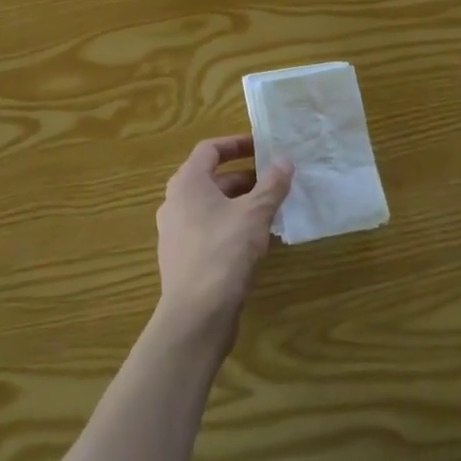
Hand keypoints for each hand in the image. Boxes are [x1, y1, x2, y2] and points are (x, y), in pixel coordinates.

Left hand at [154, 136, 292, 347]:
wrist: (195, 316)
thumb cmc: (223, 253)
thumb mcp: (255, 214)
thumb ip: (271, 185)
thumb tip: (285, 160)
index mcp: (187, 183)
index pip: (210, 149)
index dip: (237, 144)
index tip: (263, 148)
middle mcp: (175, 202)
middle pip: (211, 178)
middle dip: (244, 177)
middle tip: (274, 182)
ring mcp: (175, 232)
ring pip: (211, 206)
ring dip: (239, 204)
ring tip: (271, 210)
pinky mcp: (182, 258)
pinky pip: (208, 230)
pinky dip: (230, 226)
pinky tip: (254, 241)